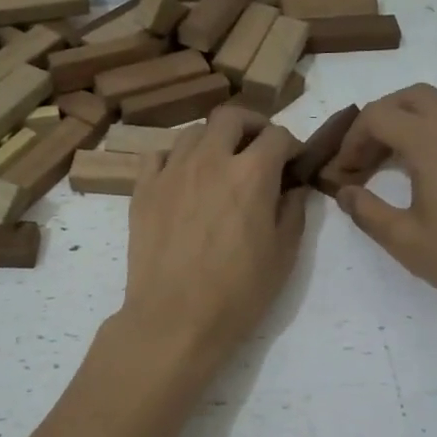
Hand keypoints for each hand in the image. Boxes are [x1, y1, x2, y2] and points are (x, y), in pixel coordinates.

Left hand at [117, 106, 306, 370]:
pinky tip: (183, 181)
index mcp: (251, 174)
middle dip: (251, 126)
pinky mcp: (143, 190)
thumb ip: (293, 211)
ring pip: (193, 133)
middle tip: (258, 150)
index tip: (293, 162)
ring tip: (220, 166)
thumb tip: (293, 187)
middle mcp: (210, 160)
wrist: (174, 320)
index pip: (277, 135)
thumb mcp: (283, 255)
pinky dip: (175, 159)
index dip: (291, 145)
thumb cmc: (238, 294)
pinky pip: (158, 155)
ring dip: (213, 141)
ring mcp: (171, 172)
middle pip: (230, 117)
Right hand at [321, 84, 436, 324]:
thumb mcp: (405, 240)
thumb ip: (367, 211)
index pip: (378, 116)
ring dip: (407, 123)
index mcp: (431, 140)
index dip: (351, 140)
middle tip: (362, 158)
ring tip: (390, 162)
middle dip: (378, 120)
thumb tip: (344, 191)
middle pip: (409, 98)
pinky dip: (432, 133)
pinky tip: (426, 173)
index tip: (343, 173)